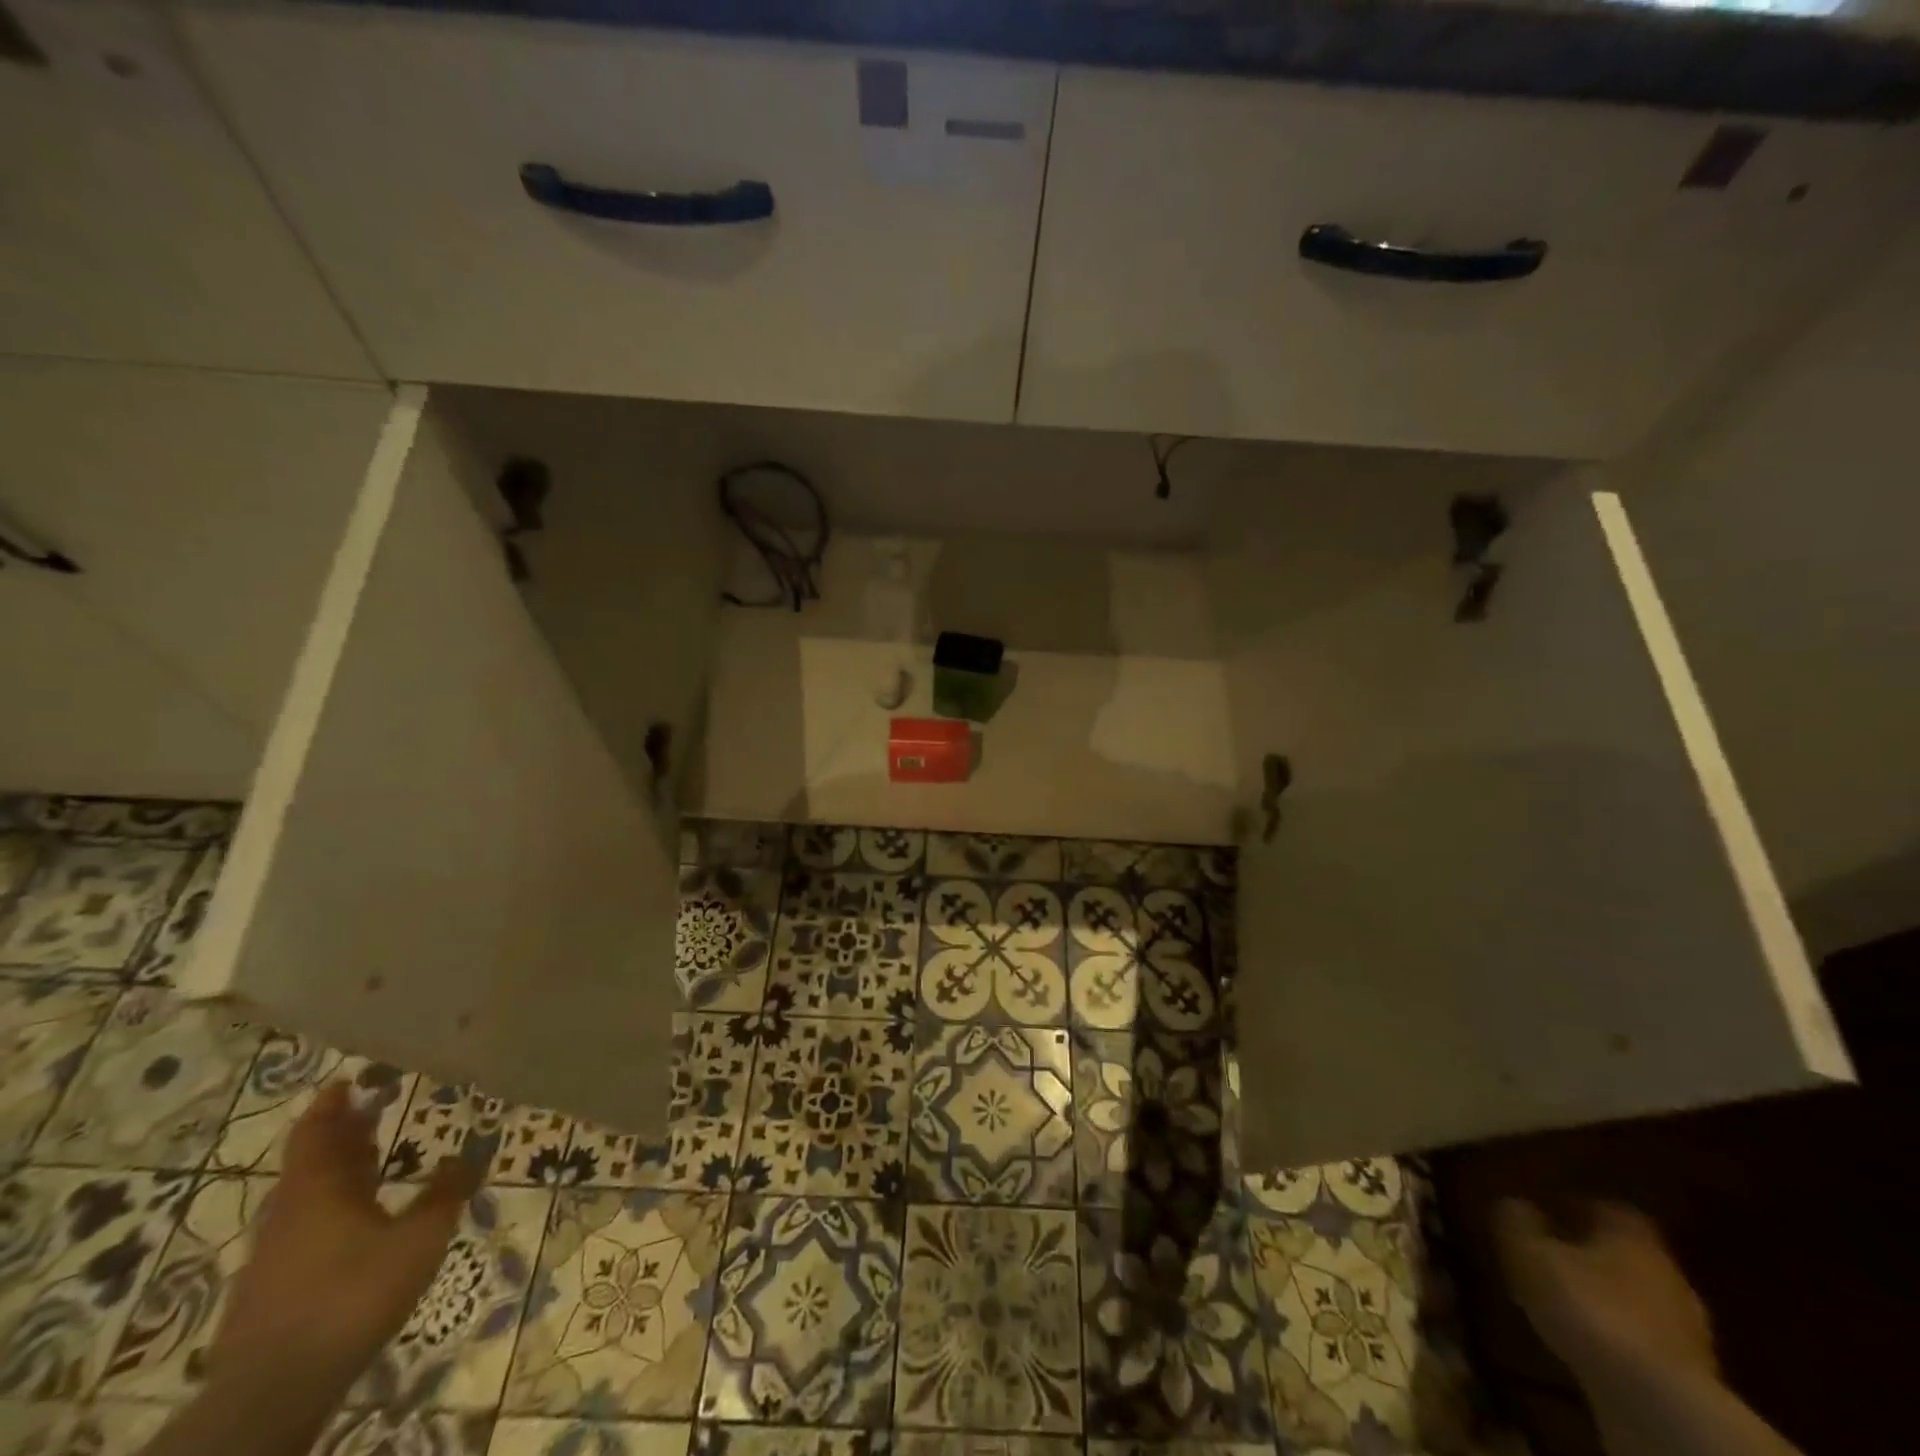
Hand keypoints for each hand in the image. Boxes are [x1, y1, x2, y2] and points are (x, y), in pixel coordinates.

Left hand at [207, 1081, 481, 1399]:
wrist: (274, 1392)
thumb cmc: (352, 1295)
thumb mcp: (419, 1239)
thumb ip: (448, 1192)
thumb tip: (477, 1147)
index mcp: (317, 1189)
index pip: (316, 1131)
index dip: (332, 1104)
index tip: (350, 1080)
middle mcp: (290, 1211)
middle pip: (312, 1160)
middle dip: (343, 1132)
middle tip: (376, 1108)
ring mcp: (276, 1252)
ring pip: (308, 1194)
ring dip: (339, 1170)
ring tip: (375, 1156)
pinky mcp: (274, 1287)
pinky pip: (306, 1225)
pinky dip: (333, 1206)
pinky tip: (362, 1219)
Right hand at [1495, 1199, 1715, 1391]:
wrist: (1656, 1401)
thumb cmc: (1587, 1306)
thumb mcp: (1528, 1253)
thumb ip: (1517, 1222)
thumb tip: (1511, 1202)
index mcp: (1632, 1235)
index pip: (1606, 1206)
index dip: (1575, 1205)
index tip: (1547, 1208)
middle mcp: (1667, 1272)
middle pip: (1625, 1252)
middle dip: (1591, 1251)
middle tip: (1552, 1253)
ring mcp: (1685, 1325)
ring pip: (1636, 1295)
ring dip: (1605, 1294)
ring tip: (1565, 1300)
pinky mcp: (1688, 1372)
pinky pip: (1644, 1336)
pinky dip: (1618, 1333)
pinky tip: (1589, 1340)